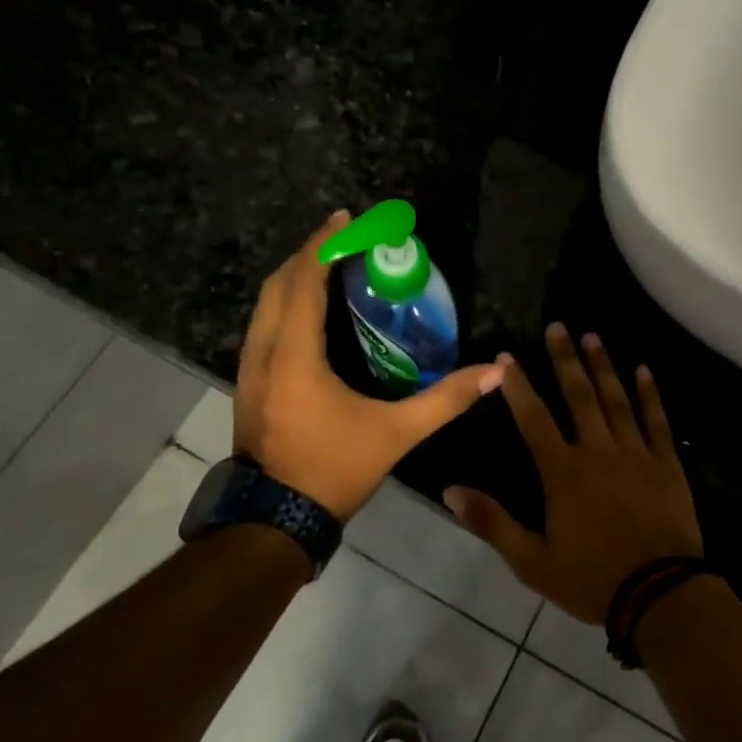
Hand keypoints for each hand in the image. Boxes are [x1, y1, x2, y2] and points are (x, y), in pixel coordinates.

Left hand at [235, 211, 505, 521]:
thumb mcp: (396, 434)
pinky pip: (262, 325)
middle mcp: (263, 352)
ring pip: (264, 305)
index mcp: (295, 356)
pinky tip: (309, 312)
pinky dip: (284, 304)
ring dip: (294, 278)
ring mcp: (249, 369)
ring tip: (328, 266)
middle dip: (309, 254)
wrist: (273, 522)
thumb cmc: (333, 470)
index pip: (304, 282)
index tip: (346, 219)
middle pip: (278, 285)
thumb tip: (494, 374)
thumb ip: (445, 400)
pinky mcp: (247, 384)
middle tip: (343, 239)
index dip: (324, 246)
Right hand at [443, 323, 702, 624]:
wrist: (661, 596)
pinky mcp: (666, 465)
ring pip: (616, 400)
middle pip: (579, 397)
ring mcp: (636, 454)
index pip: (534, 419)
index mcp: (563, 473)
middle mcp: (598, 452)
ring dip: (603, 367)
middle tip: (558, 326)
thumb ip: (492, 522)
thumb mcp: (532, 562)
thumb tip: (451, 490)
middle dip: (565, 360)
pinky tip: (643, 371)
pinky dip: (649, 395)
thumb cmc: (592, 580)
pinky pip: (656, 422)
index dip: (518, 387)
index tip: (506, 357)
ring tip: (593, 336)